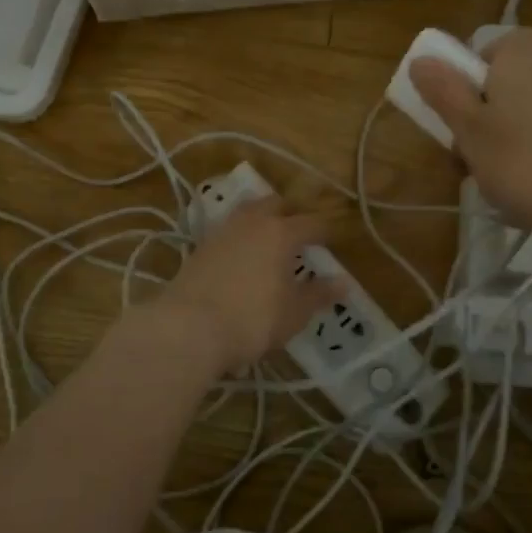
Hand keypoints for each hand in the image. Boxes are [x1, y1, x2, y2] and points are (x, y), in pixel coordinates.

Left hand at [151, 197, 339, 373]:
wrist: (188, 328)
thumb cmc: (252, 320)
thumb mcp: (294, 313)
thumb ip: (319, 294)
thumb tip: (343, 282)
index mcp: (281, 232)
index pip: (311, 223)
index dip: (325, 231)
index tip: (332, 241)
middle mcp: (252, 222)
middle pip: (275, 204)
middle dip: (291, 214)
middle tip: (300, 235)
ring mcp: (221, 231)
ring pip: (247, 212)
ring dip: (262, 219)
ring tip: (269, 241)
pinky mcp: (199, 247)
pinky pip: (227, 231)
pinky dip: (240, 237)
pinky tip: (242, 256)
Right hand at [408, 30, 531, 258]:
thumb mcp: (474, 133)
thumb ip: (445, 95)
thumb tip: (422, 58)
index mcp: (520, 62)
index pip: (496, 44)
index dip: (473, 69)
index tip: (459, 105)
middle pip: (507, 86)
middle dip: (483, 121)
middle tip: (469, 160)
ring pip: (529, 118)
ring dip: (508, 146)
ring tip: (501, 189)